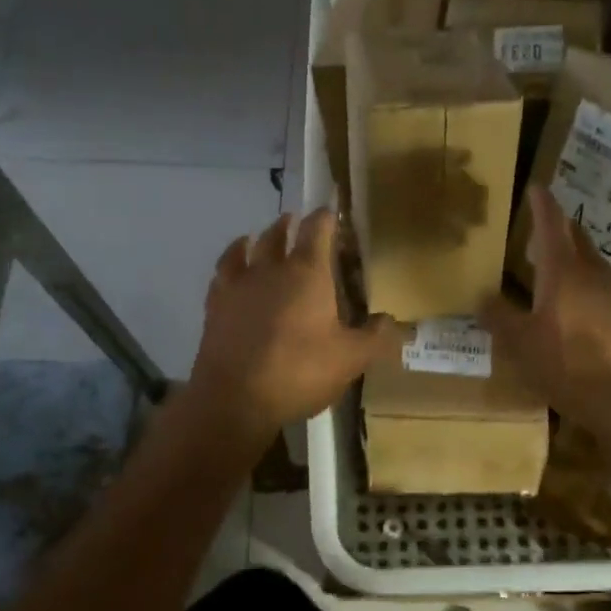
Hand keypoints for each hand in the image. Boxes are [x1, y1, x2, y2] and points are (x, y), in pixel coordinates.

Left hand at [185, 210, 398, 451]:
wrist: (235, 399)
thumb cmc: (299, 372)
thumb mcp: (351, 359)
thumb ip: (376, 338)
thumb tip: (395, 322)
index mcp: (307, 273)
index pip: (317, 229)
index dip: (326, 217)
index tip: (332, 211)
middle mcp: (271, 269)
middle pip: (278, 234)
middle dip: (290, 225)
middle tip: (297, 222)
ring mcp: (238, 285)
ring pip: (246, 248)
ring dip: (258, 238)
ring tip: (259, 237)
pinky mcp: (215, 305)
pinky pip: (222, 273)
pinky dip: (231, 263)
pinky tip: (232, 269)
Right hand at [479, 185, 610, 449]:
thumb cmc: (569, 365)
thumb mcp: (522, 344)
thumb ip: (500, 317)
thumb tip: (481, 296)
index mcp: (564, 271)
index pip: (552, 225)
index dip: (542, 204)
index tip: (536, 187)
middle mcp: (593, 274)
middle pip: (576, 238)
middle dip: (558, 227)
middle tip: (538, 225)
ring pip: (590, 261)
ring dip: (571, 255)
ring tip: (550, 263)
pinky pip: (599, 286)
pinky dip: (582, 281)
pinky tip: (572, 302)